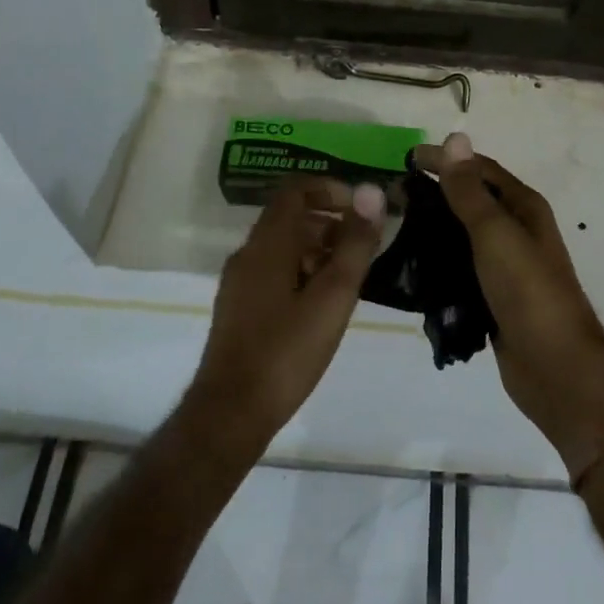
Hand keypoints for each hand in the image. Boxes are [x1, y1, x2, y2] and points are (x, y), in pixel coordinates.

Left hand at [188, 178, 384, 451]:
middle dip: (330, 221)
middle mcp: (248, 253)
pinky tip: (322, 304)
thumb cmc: (286, 351)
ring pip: (282, 246)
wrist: (230, 414)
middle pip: (290, 217)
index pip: (296, 189)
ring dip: (318, 248)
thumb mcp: (333, 296)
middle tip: (364, 246)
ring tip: (349, 277)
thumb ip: (355, 243)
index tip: (361, 210)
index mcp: (268, 243)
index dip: (330, 189)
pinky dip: (301, 270)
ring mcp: (239, 282)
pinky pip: (273, 270)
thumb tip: (372, 192)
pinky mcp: (238, 308)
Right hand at [412, 134, 603, 476]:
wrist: (556, 368)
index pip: (480, 169)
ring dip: (434, 229)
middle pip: (471, 201)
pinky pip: (461, 270)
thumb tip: (454, 138)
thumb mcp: (495, 233)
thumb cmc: (528, 291)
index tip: (405, 159)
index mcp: (524, 208)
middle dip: (435, 194)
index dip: (446, 160)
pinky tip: (412, 268)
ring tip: (395, 228)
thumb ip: (469, 190)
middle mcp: (518, 231)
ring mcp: (507, 266)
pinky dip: (439, 263)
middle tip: (393, 196)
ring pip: (464, 236)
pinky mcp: (494, 297)